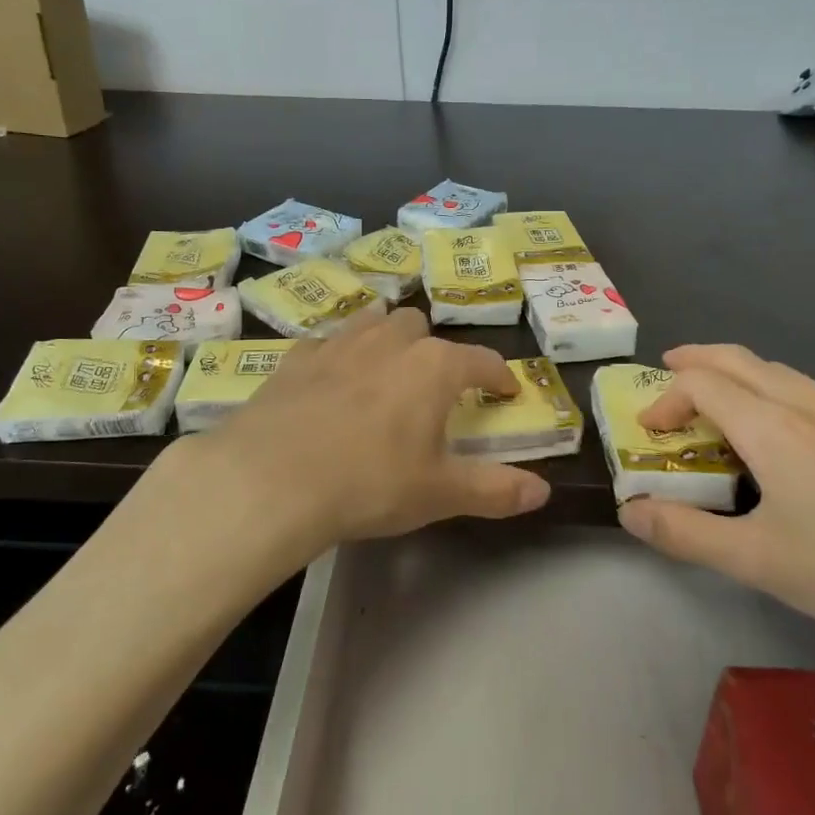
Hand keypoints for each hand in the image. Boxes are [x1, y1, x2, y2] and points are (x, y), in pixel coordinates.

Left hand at [172, 309, 550, 551]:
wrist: (272, 479)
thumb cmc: (369, 483)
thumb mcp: (439, 493)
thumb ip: (495, 490)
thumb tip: (543, 492)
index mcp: (434, 367)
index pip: (482, 361)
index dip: (499, 376)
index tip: (506, 391)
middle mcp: (390, 341)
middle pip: (421, 328)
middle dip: (433, 351)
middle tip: (431, 388)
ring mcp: (339, 343)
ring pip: (373, 321)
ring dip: (386, 338)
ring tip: (385, 368)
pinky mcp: (297, 357)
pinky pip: (326, 342)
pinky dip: (337, 354)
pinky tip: (330, 380)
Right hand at [618, 344, 814, 651]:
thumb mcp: (758, 561)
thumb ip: (686, 533)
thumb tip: (631, 511)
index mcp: (770, 425)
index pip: (701, 384)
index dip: (666, 399)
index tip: (651, 431)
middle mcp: (806, 404)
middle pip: (739, 359)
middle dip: (697, 360)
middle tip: (670, 369)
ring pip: (779, 371)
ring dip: (738, 374)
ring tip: (722, 399)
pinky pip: (812, 392)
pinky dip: (776, 391)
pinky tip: (790, 432)